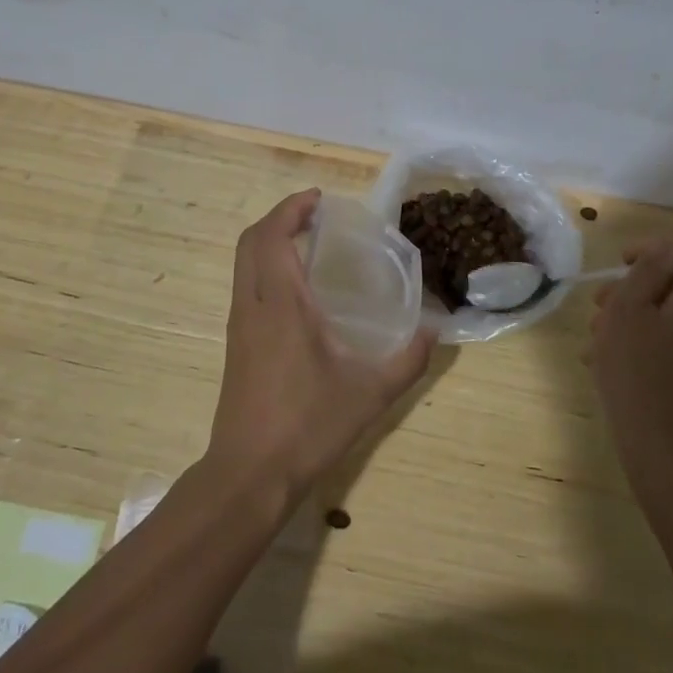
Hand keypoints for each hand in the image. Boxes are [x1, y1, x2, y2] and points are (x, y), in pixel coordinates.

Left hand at [210, 189, 437, 500]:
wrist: (249, 474)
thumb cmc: (308, 425)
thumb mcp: (370, 392)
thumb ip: (408, 359)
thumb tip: (435, 331)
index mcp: (280, 303)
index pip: (273, 236)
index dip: (292, 208)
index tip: (319, 198)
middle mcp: (252, 305)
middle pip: (251, 241)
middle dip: (280, 218)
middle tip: (316, 215)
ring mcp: (239, 326)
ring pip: (244, 264)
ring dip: (271, 242)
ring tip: (310, 244)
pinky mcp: (237, 345)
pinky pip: (247, 287)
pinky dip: (267, 268)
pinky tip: (299, 291)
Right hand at [586, 241, 672, 492]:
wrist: (667, 454)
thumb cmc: (639, 373)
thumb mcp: (629, 310)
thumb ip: (647, 270)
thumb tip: (664, 249)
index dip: (653, 254)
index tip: (620, 267)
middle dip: (638, 291)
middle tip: (599, 308)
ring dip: (639, 319)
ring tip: (598, 340)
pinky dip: (654, 342)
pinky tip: (617, 361)